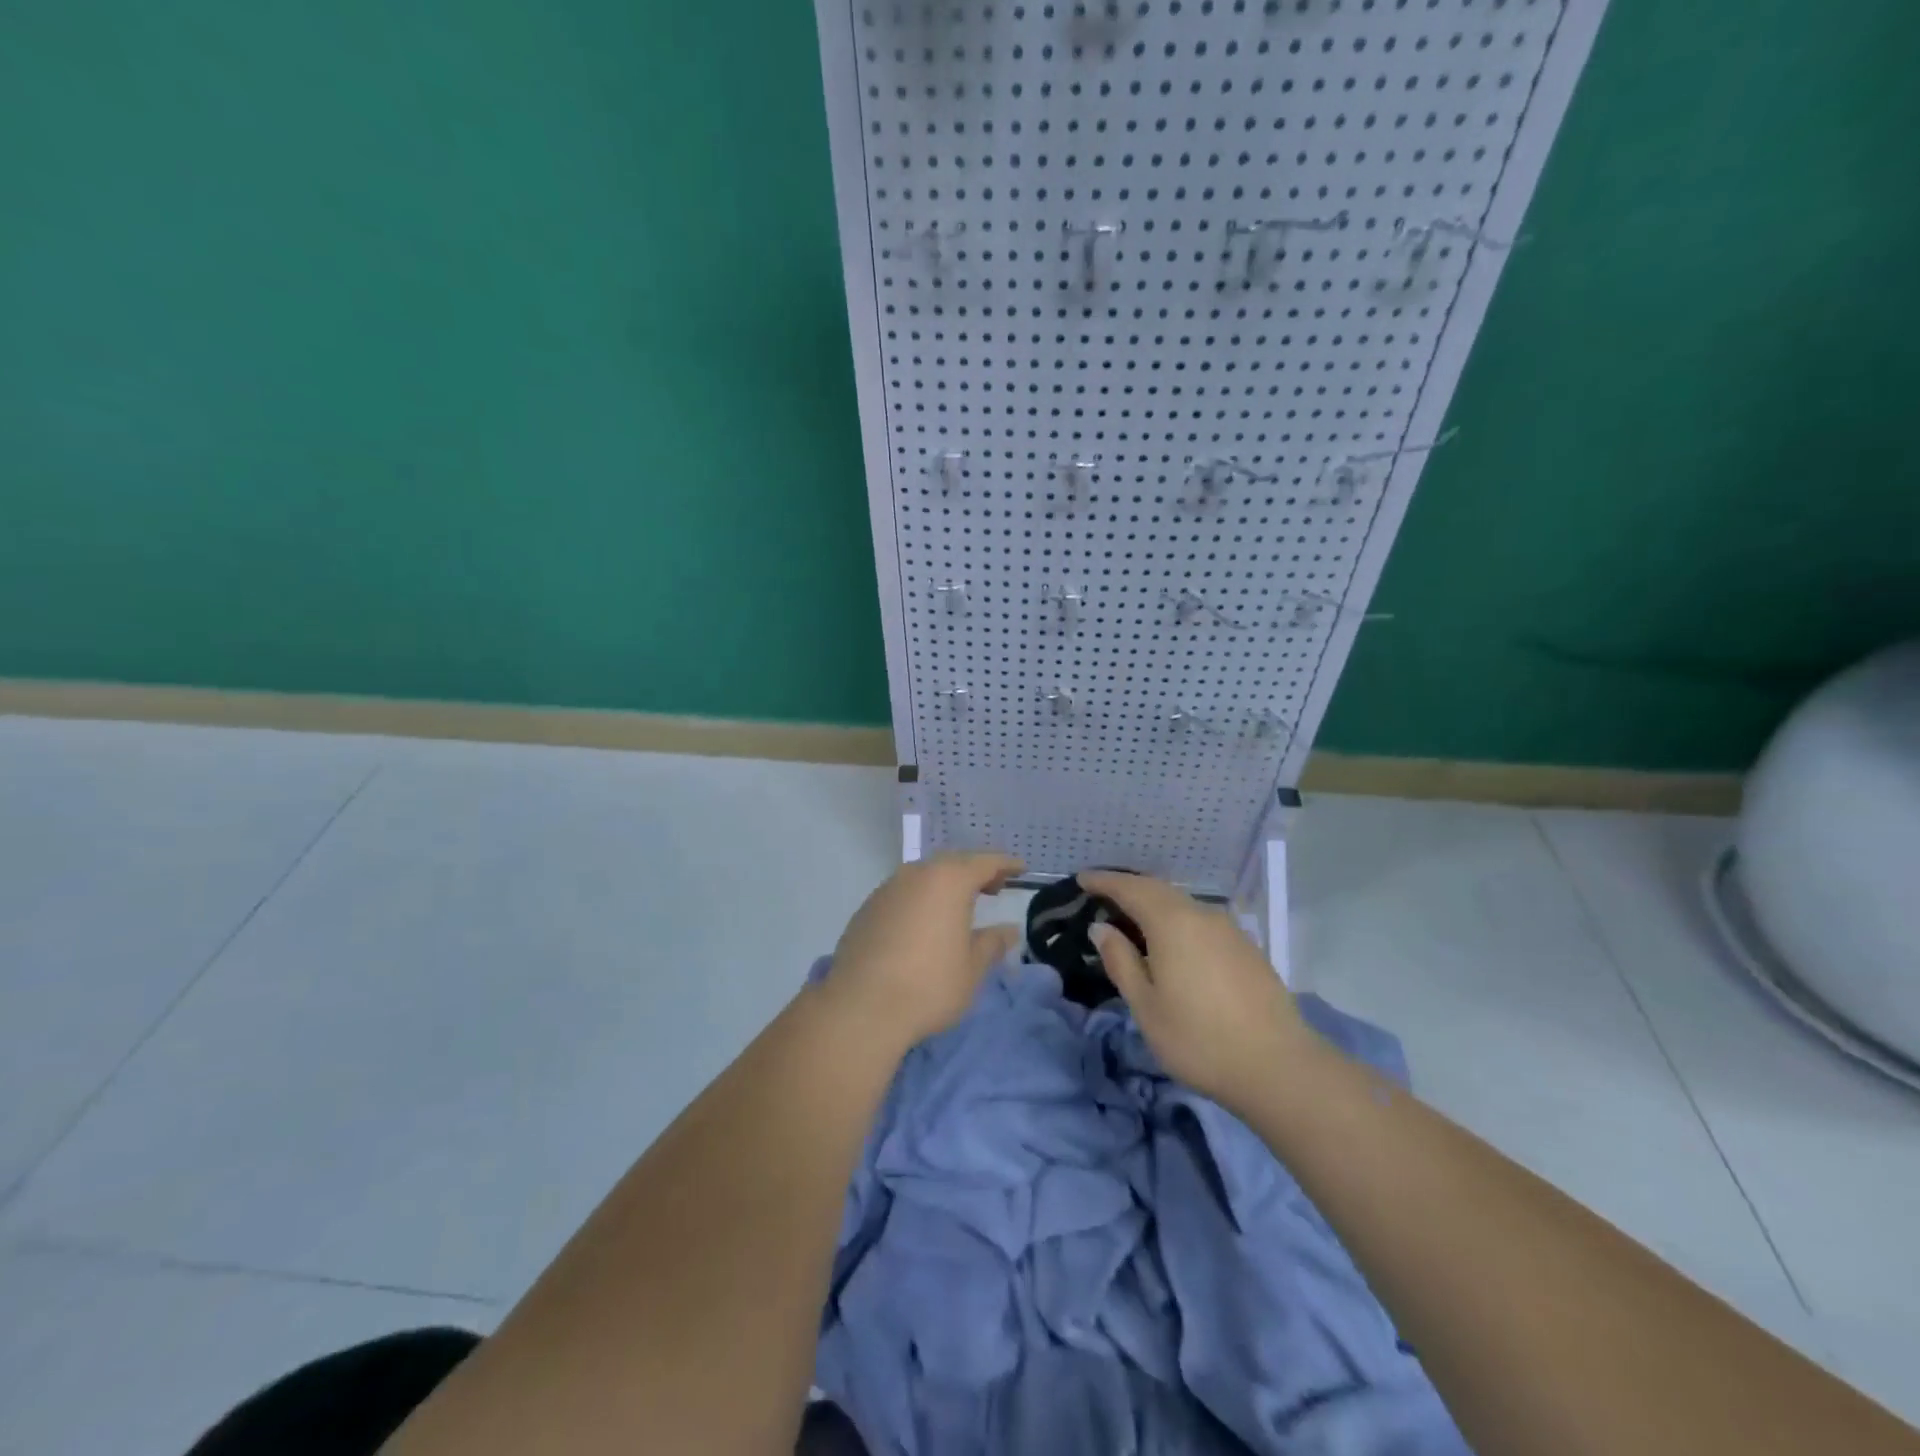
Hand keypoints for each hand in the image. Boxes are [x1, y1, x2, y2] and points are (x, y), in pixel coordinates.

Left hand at [823, 851, 1023, 1049]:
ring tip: (959, 906)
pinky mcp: (866, 910)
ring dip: (944, 885)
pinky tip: (924, 924)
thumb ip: (991, 943)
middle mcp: (916, 875)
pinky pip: (902, 894)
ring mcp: (886, 890)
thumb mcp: (971, 969)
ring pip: (923, 877)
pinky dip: (920, 900)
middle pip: (952, 864)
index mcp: (948, 881)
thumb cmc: (929, 985)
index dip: (1005, 864)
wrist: (861, 1007)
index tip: (1021, 868)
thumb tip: (1008, 930)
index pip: (984, 862)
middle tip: (994, 887)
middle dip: (975, 872)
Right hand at [1080, 870, 1308, 1108]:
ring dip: (1154, 904)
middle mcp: (1201, 915)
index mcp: (1172, 923)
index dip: (1104, 881)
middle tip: (1102, 894)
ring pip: (1182, 904)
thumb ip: (1122, 962)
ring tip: (1133, 918)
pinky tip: (1172, 941)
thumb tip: (1102, 928)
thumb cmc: (1199, 1039)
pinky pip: (1200, 920)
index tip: (1082, 878)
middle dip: (1128, 887)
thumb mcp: (1146, 1007)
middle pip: (1158, 890)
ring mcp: (1229, 930)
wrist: (1278, 1068)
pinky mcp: (1246, 948)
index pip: (1131, 888)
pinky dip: (1177, 920)